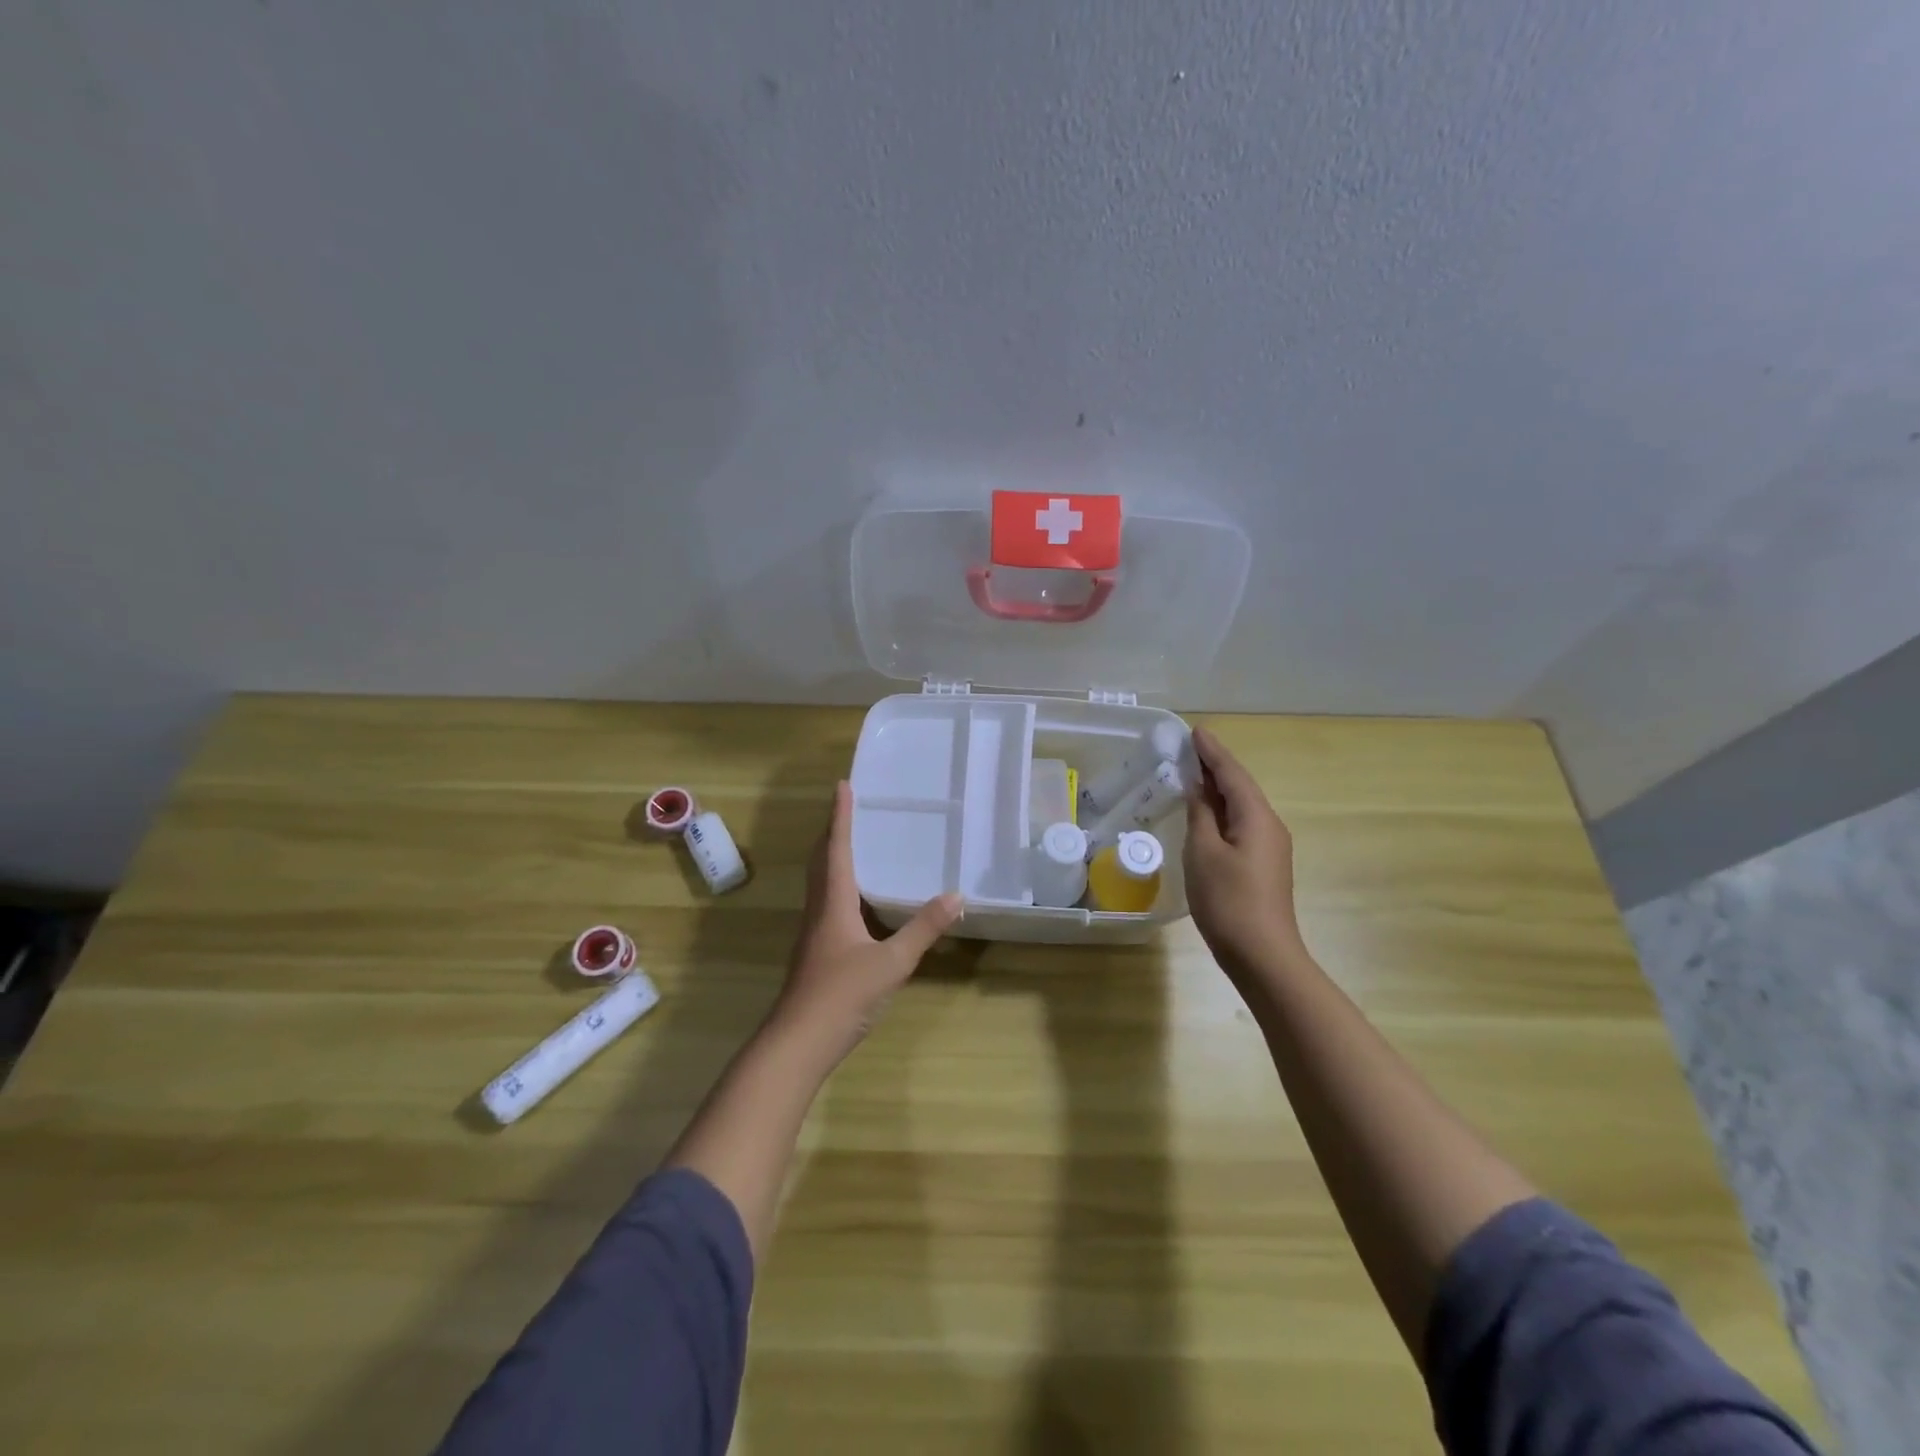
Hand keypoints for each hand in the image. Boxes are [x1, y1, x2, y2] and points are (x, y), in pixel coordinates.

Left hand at [771, 780, 962, 1064]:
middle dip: (833, 831)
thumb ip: (923, 929)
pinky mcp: (816, 952)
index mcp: (833, 903)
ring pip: (821, 883)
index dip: (840, 816)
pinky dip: (838, 885)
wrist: (798, 1042)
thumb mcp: (893, 962)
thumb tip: (956, 896)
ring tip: (852, 843)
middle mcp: (819, 910)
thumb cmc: (843, 995)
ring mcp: (813, 933)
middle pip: (822, 861)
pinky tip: (856, 900)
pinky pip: (826, 903)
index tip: (842, 786)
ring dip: (832, 857)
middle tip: (847, 807)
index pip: (836, 849)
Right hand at [1184, 727, 1306, 977]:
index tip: (1195, 731)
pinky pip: (1241, 825)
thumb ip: (1200, 815)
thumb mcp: (1203, 853)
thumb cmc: (1228, 900)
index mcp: (1257, 817)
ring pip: (1241, 807)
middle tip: (1189, 748)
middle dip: (1215, 766)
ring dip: (1218, 789)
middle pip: (1240, 787)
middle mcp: (1269, 826)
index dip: (1212, 752)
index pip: (1232, 774)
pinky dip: (1221, 811)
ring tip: (1193, 773)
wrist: (1262, 955)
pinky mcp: (1262, 866)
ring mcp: (1269, 848)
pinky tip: (1205, 814)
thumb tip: (1198, 790)